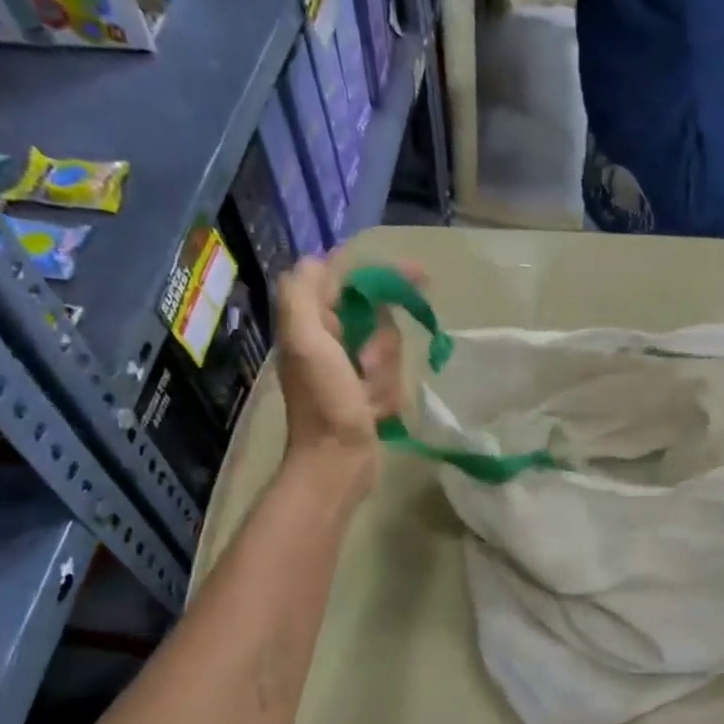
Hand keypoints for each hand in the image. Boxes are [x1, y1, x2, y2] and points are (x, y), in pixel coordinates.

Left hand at [276, 259, 408, 501]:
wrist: (338, 463)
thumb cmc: (325, 403)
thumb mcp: (306, 343)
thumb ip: (303, 295)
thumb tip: (319, 259)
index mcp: (310, 323)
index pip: (346, 279)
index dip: (382, 273)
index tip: (420, 277)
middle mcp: (326, 340)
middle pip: (375, 317)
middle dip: (381, 343)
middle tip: (368, 367)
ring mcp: (348, 367)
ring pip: (388, 349)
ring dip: (384, 373)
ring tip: (369, 398)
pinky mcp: (366, 392)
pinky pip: (392, 377)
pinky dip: (387, 394)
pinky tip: (376, 413)